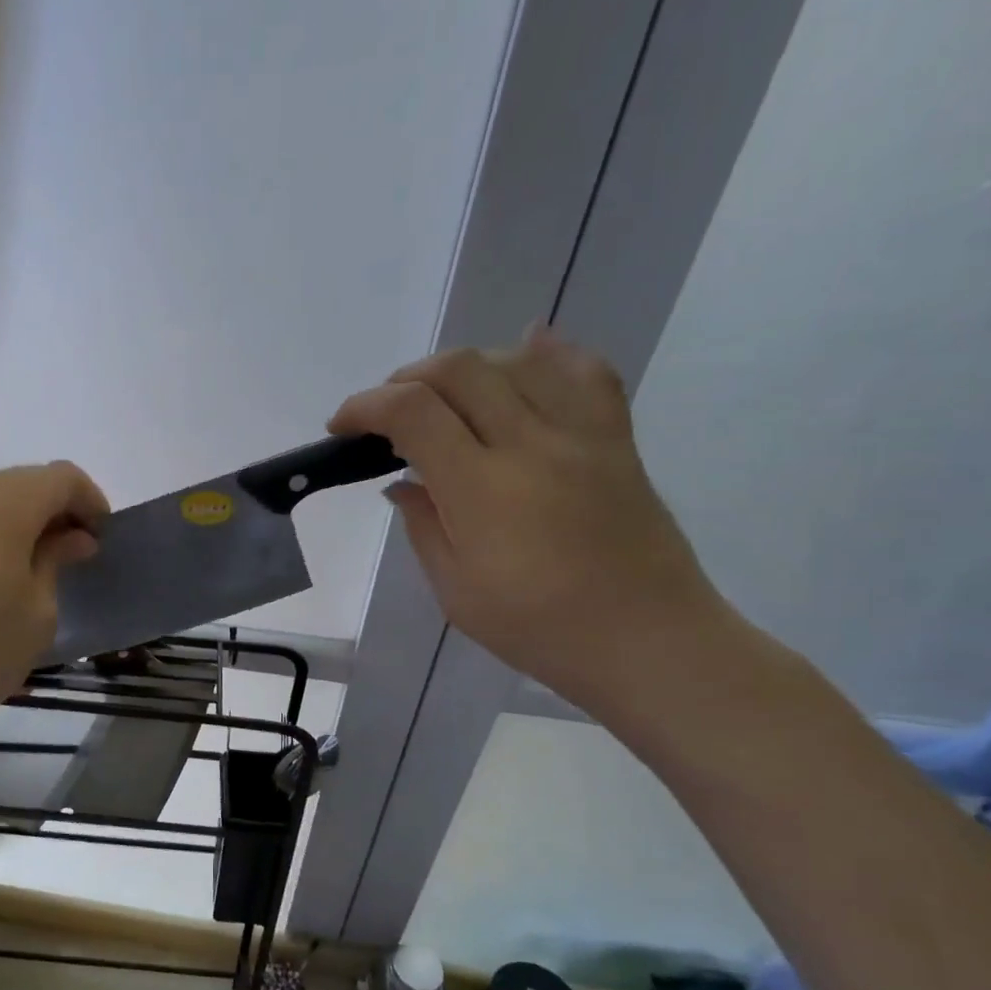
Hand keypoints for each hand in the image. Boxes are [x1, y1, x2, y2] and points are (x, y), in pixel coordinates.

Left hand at [0, 462, 109, 748]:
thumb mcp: (38, 612)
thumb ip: (56, 561)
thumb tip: (73, 538)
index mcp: (4, 507)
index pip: (61, 477)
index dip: (90, 500)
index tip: (102, 539)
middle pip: (24, 481)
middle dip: (58, 508)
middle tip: (76, 552)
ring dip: (24, 522)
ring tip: (40, 566)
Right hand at [330, 326, 728, 708]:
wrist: (649, 640)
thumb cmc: (540, 628)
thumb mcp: (456, 592)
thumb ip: (423, 527)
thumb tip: (403, 485)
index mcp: (481, 489)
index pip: (412, 412)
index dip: (365, 406)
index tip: (341, 426)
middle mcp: (530, 444)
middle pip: (459, 369)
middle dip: (405, 379)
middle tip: (386, 414)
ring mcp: (580, 435)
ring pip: (514, 360)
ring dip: (463, 367)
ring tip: (444, 397)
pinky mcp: (614, 439)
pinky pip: (585, 371)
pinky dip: (547, 352)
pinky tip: (525, 349)